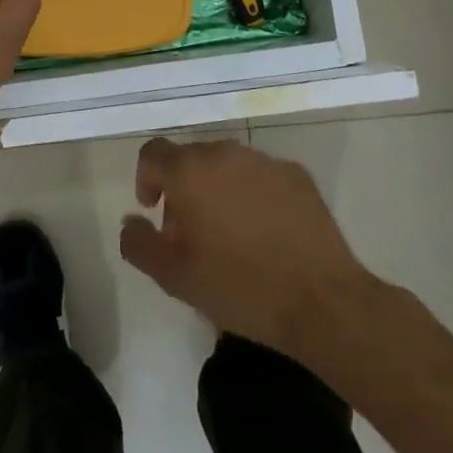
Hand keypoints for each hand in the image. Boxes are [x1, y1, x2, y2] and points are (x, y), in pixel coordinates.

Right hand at [119, 137, 374, 360]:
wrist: (321, 299)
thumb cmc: (238, 286)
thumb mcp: (174, 276)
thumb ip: (139, 243)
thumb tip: (132, 221)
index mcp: (191, 170)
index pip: (153, 153)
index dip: (146, 179)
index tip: (154, 211)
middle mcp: (226, 153)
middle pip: (191, 159)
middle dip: (183, 189)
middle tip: (190, 233)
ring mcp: (266, 161)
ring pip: (227, 166)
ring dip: (218, 190)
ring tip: (229, 235)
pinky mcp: (298, 175)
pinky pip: (261, 177)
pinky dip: (252, 195)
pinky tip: (264, 234)